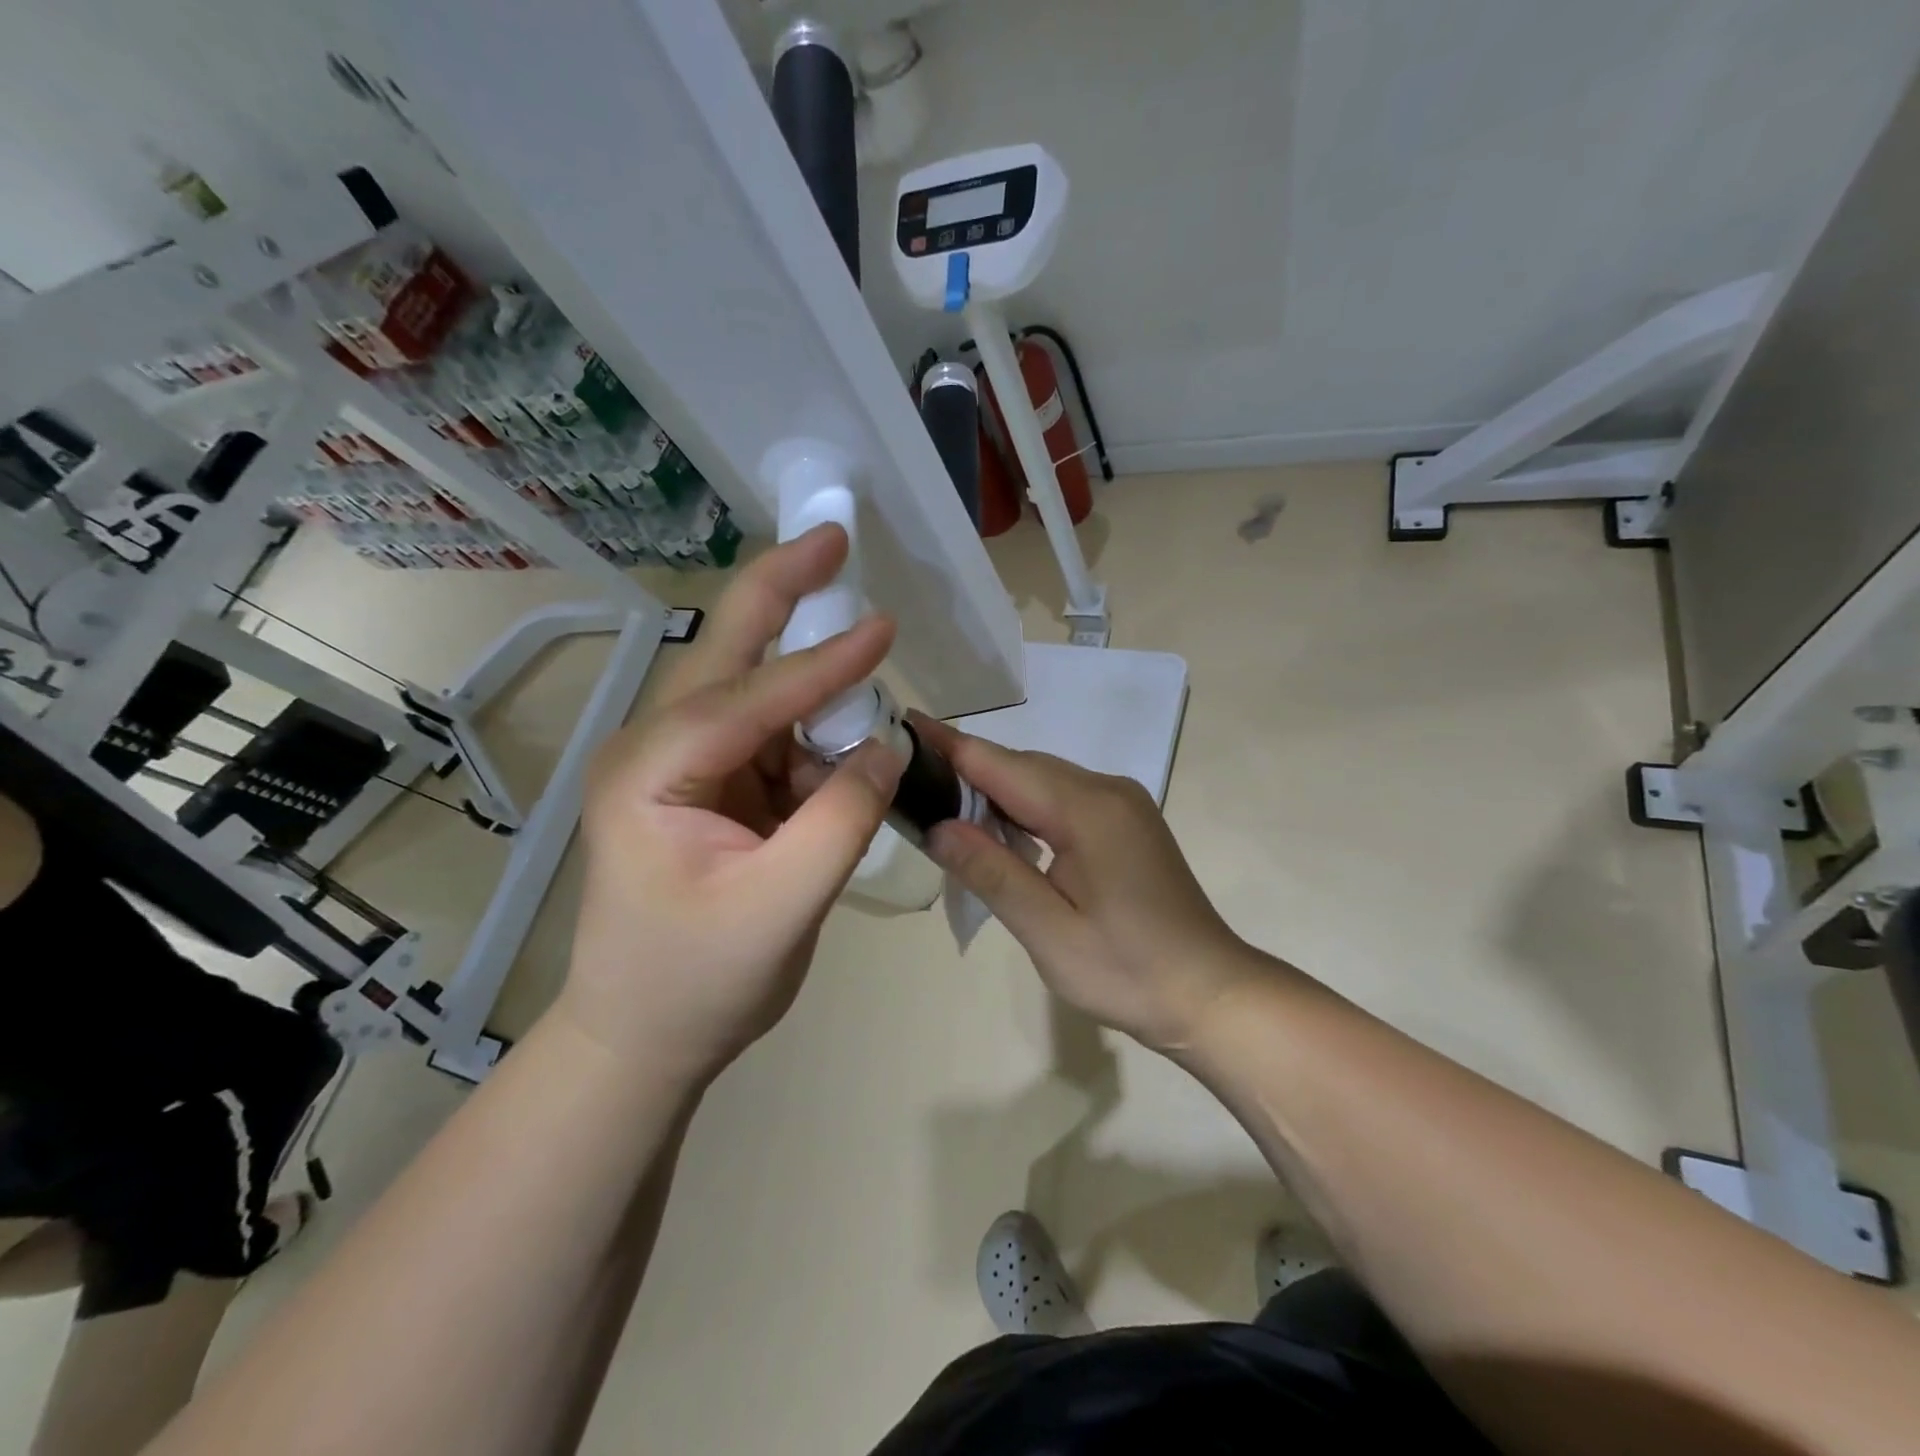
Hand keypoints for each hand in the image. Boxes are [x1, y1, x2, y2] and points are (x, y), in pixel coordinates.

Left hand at [560, 526, 903, 1081]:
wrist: (643, 1039)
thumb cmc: (695, 983)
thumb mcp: (780, 908)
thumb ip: (840, 821)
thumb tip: (886, 746)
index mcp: (650, 773)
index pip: (750, 702)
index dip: (824, 666)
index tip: (885, 628)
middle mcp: (656, 751)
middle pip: (726, 655)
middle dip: (780, 592)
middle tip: (831, 536)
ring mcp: (682, 766)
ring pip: (754, 693)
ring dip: (810, 674)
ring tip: (861, 644)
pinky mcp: (711, 787)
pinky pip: (772, 739)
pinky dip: (814, 732)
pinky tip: (845, 740)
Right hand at [915, 716, 1275, 1054]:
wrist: (1209, 992)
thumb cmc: (1127, 971)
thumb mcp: (1048, 931)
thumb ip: (991, 871)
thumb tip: (936, 826)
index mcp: (1087, 809)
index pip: (1001, 764)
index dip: (950, 744)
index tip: (903, 723)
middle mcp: (1107, 790)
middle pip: (1022, 766)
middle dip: (967, 770)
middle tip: (910, 779)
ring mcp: (1122, 803)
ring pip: (1043, 780)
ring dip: (996, 790)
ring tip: (943, 804)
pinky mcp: (1126, 821)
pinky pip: (1063, 797)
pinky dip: (1026, 806)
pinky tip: (1002, 830)